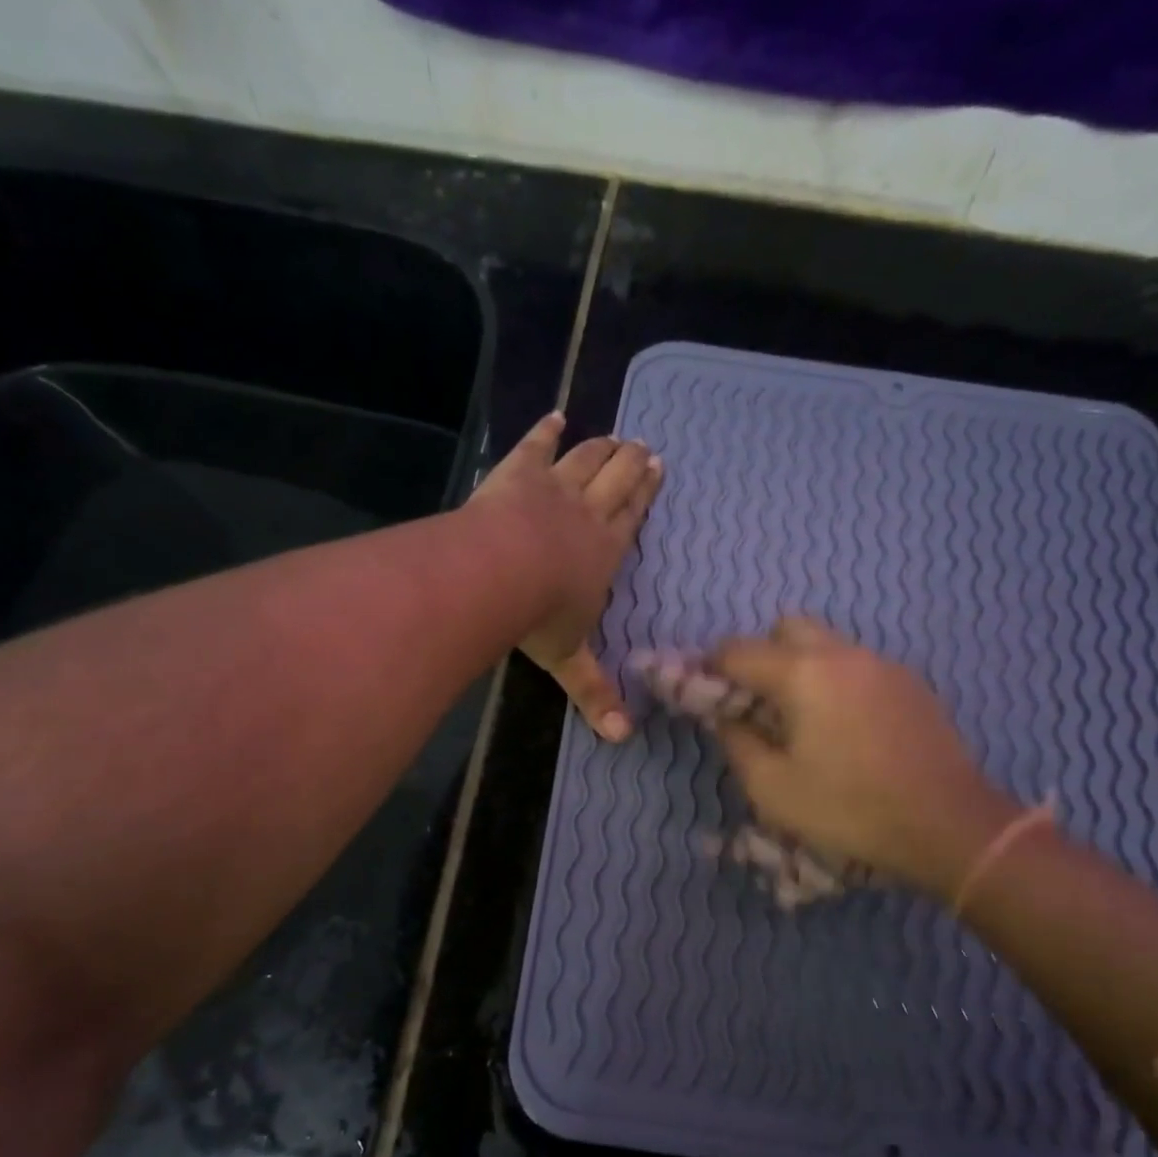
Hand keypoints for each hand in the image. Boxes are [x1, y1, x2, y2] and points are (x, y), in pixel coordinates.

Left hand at [469, 413, 662, 739]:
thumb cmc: (540, 617)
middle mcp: (587, 513)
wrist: (499, 573)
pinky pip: (534, 447)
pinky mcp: (517, 474)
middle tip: (643, 446)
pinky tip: (554, 416)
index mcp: (605, 552)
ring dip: (600, 447)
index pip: (631, 517)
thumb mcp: (570, 661)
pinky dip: (545, 431)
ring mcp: (552, 489)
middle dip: (630, 463)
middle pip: (615, 480)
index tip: (658, 468)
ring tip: (614, 435)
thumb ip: (595, 694)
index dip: (645, 494)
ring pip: (584, 460)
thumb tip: (623, 739)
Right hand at [709, 618, 1017, 898]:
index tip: (701, 692)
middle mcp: (842, 654)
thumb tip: (726, 719)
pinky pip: (857, 665)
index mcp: (802, 674)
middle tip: (757, 701)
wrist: (948, 824)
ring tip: (802, 718)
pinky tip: (845, 727)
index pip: (737, 651)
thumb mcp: (773, 789)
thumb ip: (738, 744)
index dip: (710, 668)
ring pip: (826, 644)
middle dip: (760, 655)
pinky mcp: (910, 683)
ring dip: (801, 666)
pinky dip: (836, 680)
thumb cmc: (850, 809)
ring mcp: (881, 664)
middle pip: (786, 629)